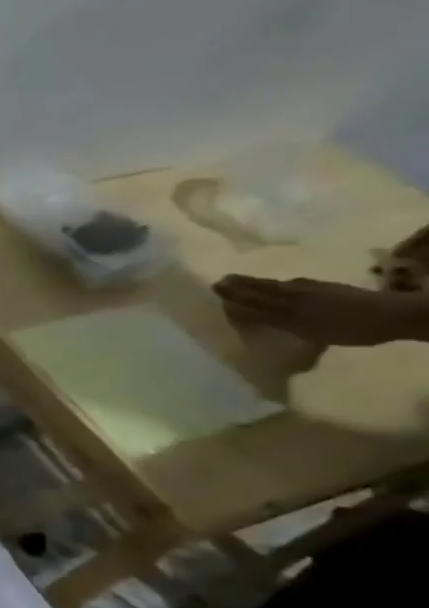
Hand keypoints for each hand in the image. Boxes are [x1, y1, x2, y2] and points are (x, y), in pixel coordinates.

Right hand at [213, 275, 428, 346]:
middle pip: (264, 286)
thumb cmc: (346, 327)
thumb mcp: (303, 328)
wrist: (394, 316)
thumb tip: (237, 309)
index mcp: (287, 299)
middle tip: (224, 279)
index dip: (234, 291)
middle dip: (243, 284)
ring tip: (247, 282)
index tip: (214, 285)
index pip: (253, 294)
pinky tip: (287, 288)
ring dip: (261, 283)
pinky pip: (297, 286)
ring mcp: (316, 289)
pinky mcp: (332, 290)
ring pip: (280, 285)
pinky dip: (282, 286)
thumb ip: (270, 318)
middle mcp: (297, 290)